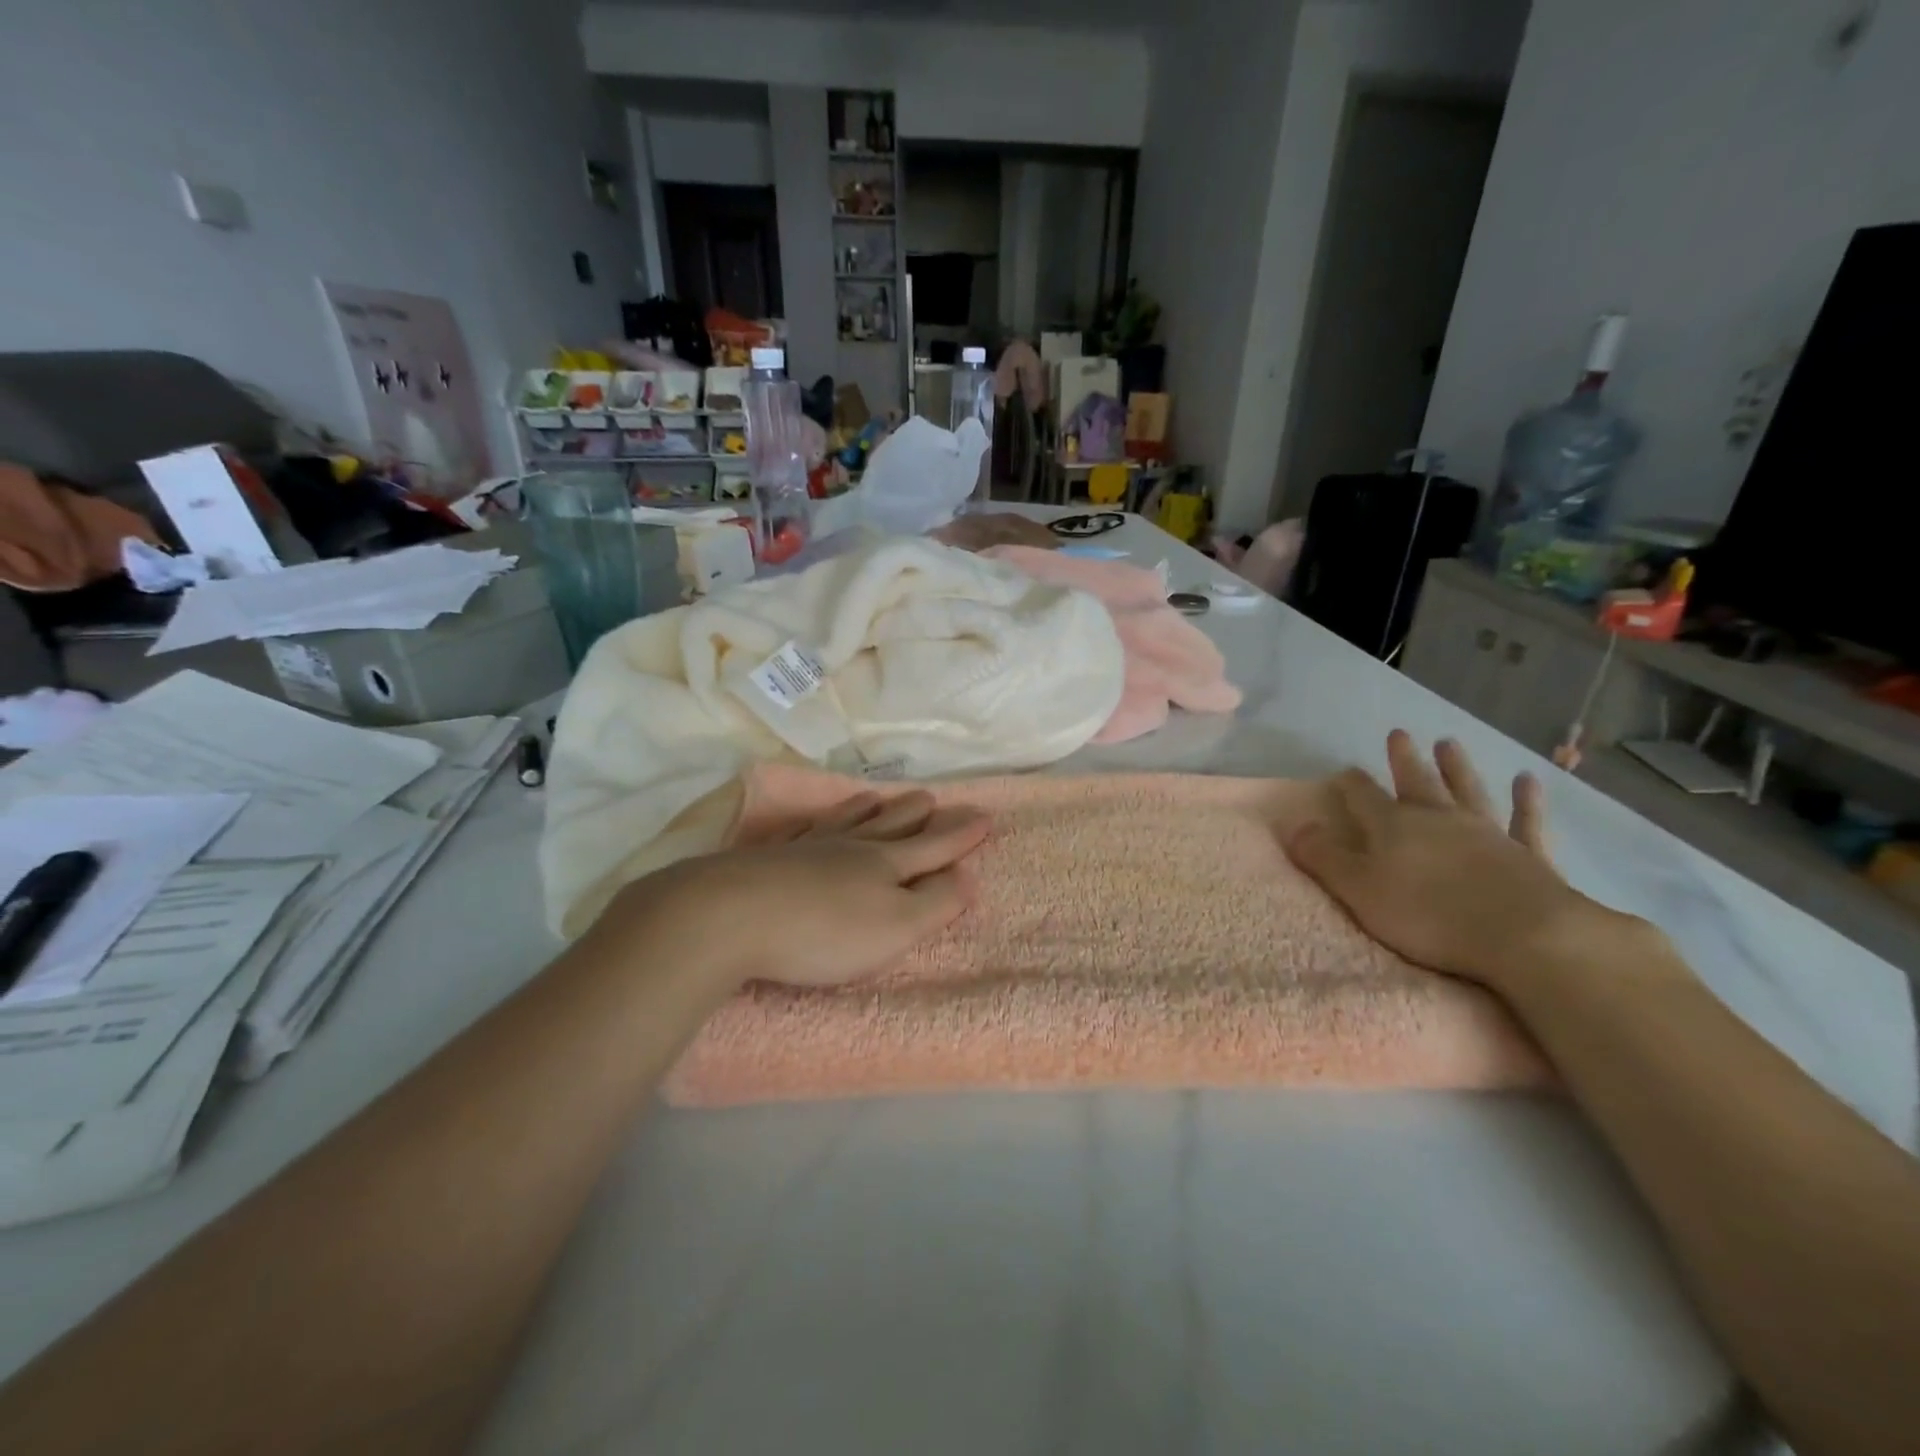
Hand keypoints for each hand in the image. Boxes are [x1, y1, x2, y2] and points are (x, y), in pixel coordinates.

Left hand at [593, 790, 991, 989]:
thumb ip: (936, 902)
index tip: (985, 816)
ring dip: (871, 811)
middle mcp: (850, 849)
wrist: (730, 915)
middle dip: (918, 816)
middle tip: (934, 799)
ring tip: (882, 798)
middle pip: (892, 827)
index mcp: (886, 866)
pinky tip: (813, 820)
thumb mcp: (896, 927)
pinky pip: (803, 830)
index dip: (961, 836)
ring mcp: (807, 849)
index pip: (934, 846)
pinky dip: (817, 821)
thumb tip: (968, 875)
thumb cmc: (825, 932)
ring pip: (847, 823)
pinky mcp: (768, 859)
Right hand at [1287, 731, 1621, 990]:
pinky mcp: (1528, 855)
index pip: (1364, 796)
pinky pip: (1526, 822)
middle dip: (1404, 760)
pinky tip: (1528, 781)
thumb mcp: (1359, 890)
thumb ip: (1324, 857)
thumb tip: (1295, 825)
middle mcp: (1438, 819)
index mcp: (1394, 826)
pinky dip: (1527, 801)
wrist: (1524, 936)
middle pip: (1416, 782)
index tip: (1343, 772)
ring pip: (1467, 791)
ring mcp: (1487, 833)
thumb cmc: (1428, 915)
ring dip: (1457, 767)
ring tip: (1449, 743)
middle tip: (1399, 734)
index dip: (1351, 783)